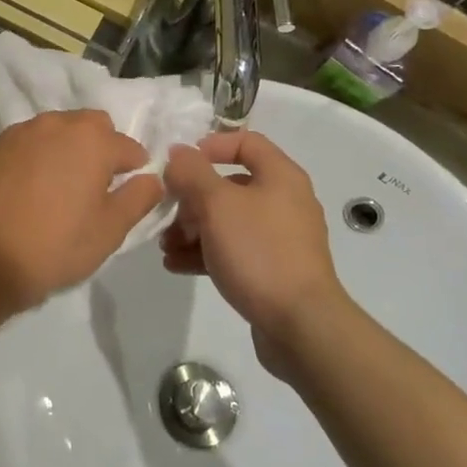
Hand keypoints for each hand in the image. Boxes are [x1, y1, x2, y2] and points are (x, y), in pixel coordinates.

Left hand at [0, 110, 161, 310]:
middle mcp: (55, 124)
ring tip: (57, 187)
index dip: (134, 169)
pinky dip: (31, 158)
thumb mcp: (109, 231)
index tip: (128, 192)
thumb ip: (138, 198)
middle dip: (99, 147)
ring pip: (53, 131)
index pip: (128, 146)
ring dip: (63, 149)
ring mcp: (17, 133)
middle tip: (93, 186)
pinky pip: (22, 145)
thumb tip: (151, 179)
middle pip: (89, 126)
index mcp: (91, 140)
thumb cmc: (54, 246)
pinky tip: (24, 190)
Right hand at [161, 130, 346, 371]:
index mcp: (280, 176)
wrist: (300, 324)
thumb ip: (191, 173)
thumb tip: (178, 153)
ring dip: (192, 229)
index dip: (210, 146)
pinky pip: (233, 251)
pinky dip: (205, 253)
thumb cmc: (258, 251)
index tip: (180, 164)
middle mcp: (284, 201)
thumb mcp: (216, 204)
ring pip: (227, 221)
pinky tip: (176, 265)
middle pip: (229, 185)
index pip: (245, 142)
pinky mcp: (272, 270)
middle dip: (191, 198)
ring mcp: (280, 238)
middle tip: (167, 215)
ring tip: (165, 246)